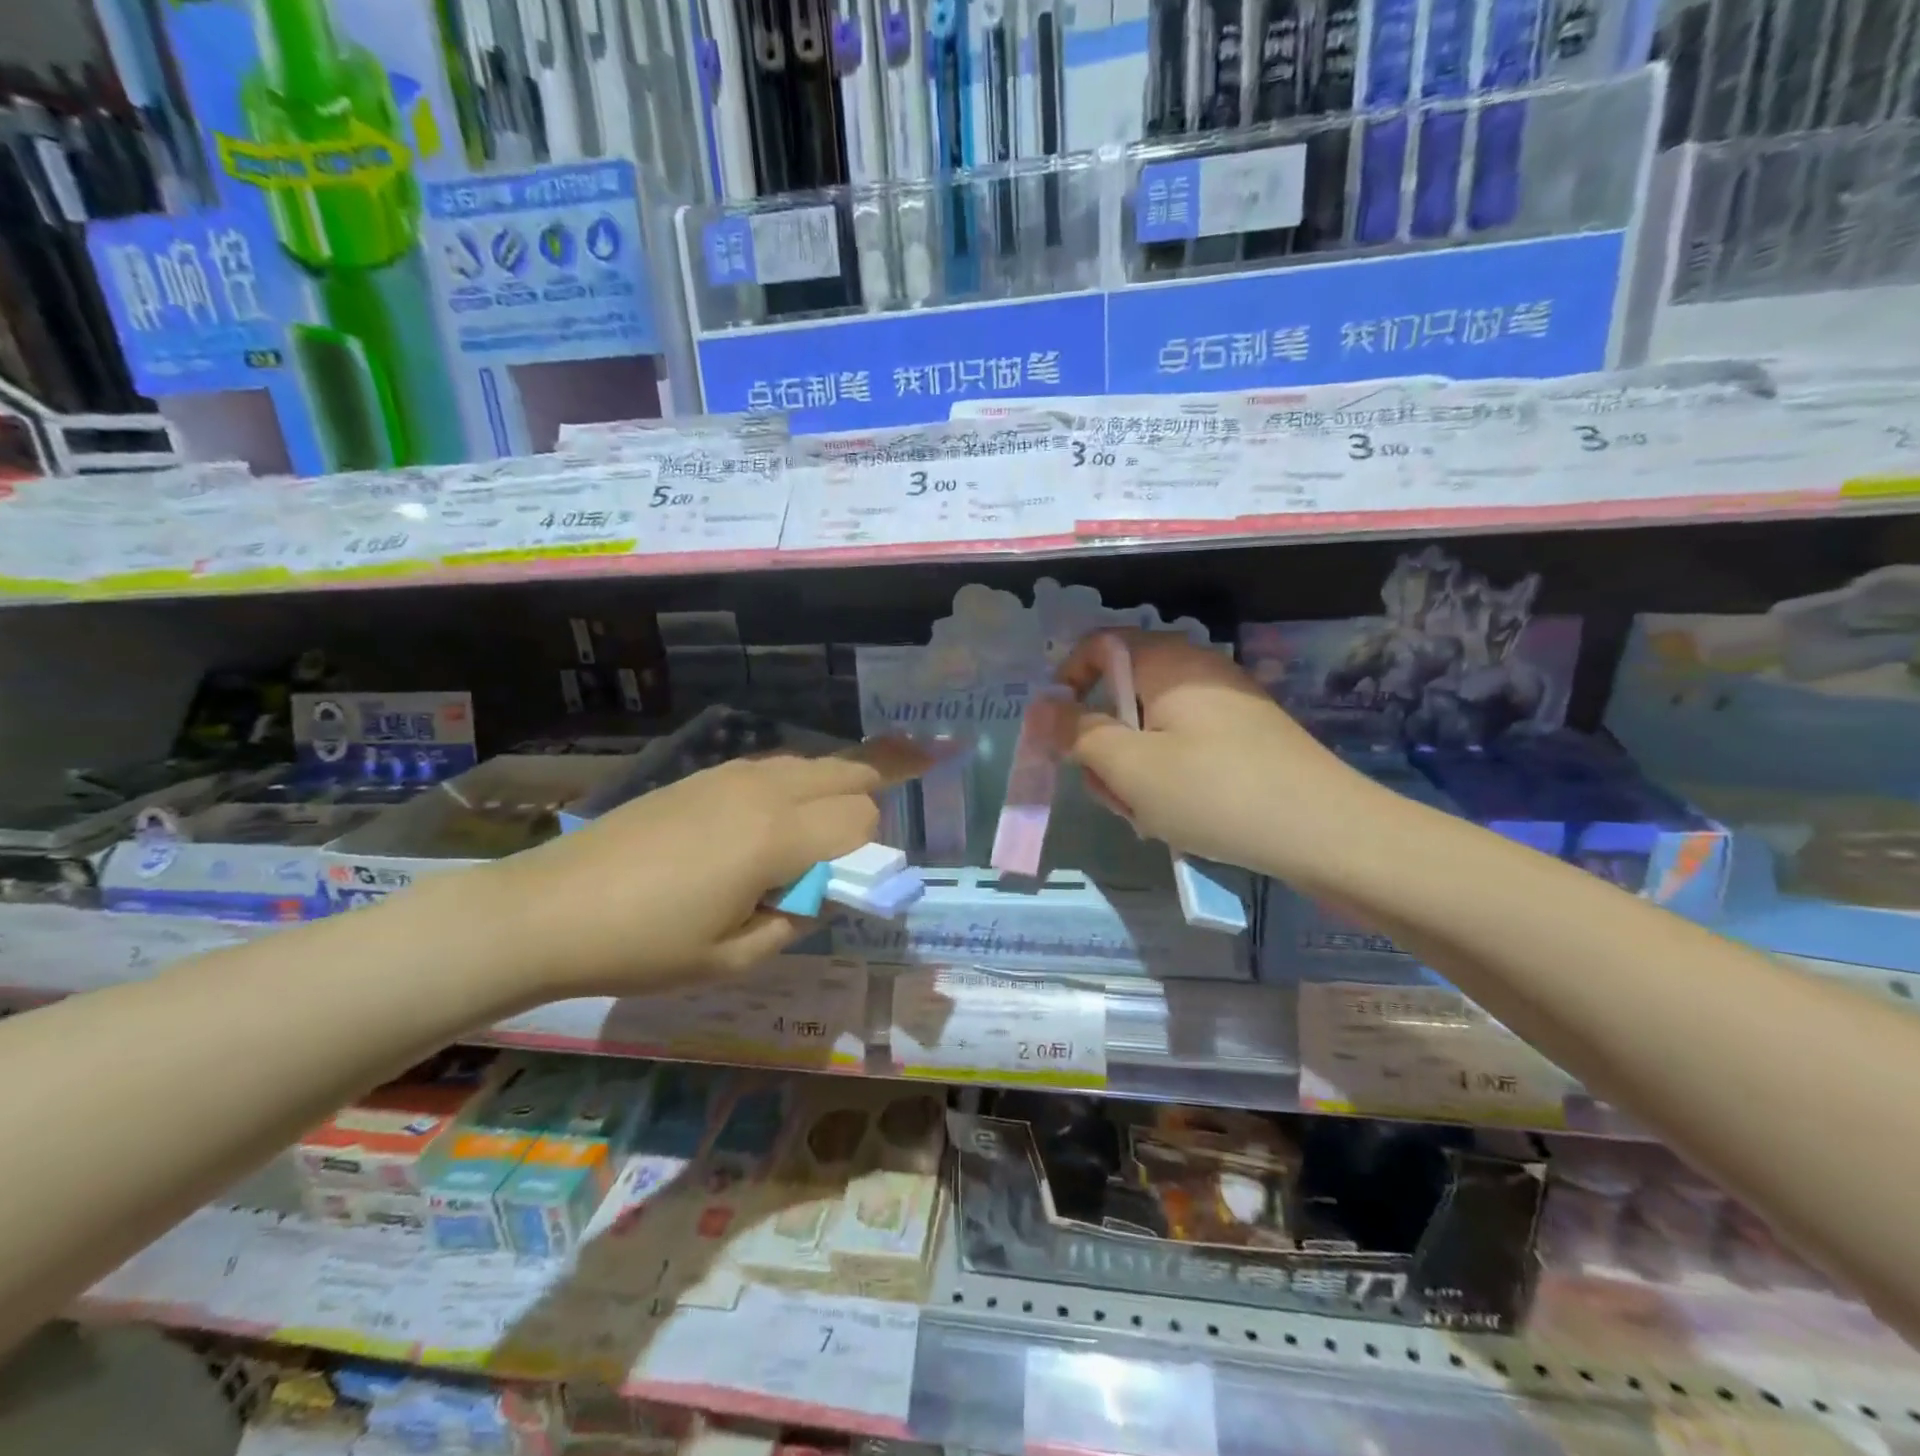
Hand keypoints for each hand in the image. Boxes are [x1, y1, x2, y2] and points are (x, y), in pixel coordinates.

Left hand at [482, 744, 924, 999]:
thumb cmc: (643, 945)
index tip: (855, 883)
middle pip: (850, 770)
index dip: (871, 851)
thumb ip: (797, 919)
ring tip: (839, 815)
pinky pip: (776, 768)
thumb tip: (822, 890)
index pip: (861, 819)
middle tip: (916, 774)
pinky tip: (780, 817)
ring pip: (813, 763)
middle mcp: (763, 790)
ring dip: (839, 784)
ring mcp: (730, 775)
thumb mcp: (733, 957)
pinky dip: (800, 784)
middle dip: (880, 785)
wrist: (548, 909)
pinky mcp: (704, 775)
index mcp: (775, 836)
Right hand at [1058, 630, 1369, 877]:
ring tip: (1148, 815)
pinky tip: (1180, 817)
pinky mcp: (1247, 739)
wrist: (1329, 835)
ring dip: (1134, 769)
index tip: (1058, 731)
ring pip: (1151, 728)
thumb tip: (1041, 706)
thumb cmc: (1216, 792)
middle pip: (1123, 692)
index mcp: (1169, 663)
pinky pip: (1185, 746)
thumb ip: (1078, 733)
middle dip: (1103, 742)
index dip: (1068, 680)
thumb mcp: (1130, 767)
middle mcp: (1198, 672)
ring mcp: (1227, 706)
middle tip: (1110, 791)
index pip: (1100, 645)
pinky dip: (1168, 777)